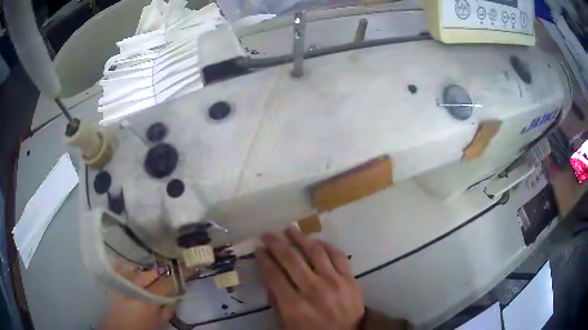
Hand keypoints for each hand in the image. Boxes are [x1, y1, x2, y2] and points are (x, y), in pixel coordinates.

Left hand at [101, 267, 176, 329]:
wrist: (120, 327)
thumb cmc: (143, 327)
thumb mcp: (161, 321)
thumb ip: (169, 306)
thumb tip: (176, 291)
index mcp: (148, 299)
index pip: (167, 281)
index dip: (180, 273)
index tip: (189, 267)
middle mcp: (135, 285)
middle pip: (153, 271)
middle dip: (165, 267)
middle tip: (174, 264)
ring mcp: (124, 280)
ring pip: (141, 266)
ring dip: (151, 265)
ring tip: (160, 263)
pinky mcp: (117, 279)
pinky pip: (128, 266)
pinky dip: (137, 265)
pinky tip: (142, 264)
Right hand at [255, 228, 364, 329]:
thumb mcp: (287, 323)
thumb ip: (277, 301)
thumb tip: (270, 277)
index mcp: (294, 306)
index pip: (274, 276)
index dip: (264, 259)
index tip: (258, 249)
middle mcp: (313, 290)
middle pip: (291, 259)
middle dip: (276, 243)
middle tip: (268, 234)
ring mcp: (334, 282)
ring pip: (314, 251)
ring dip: (300, 238)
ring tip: (290, 230)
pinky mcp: (350, 279)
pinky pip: (338, 255)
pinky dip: (326, 245)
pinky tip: (317, 241)